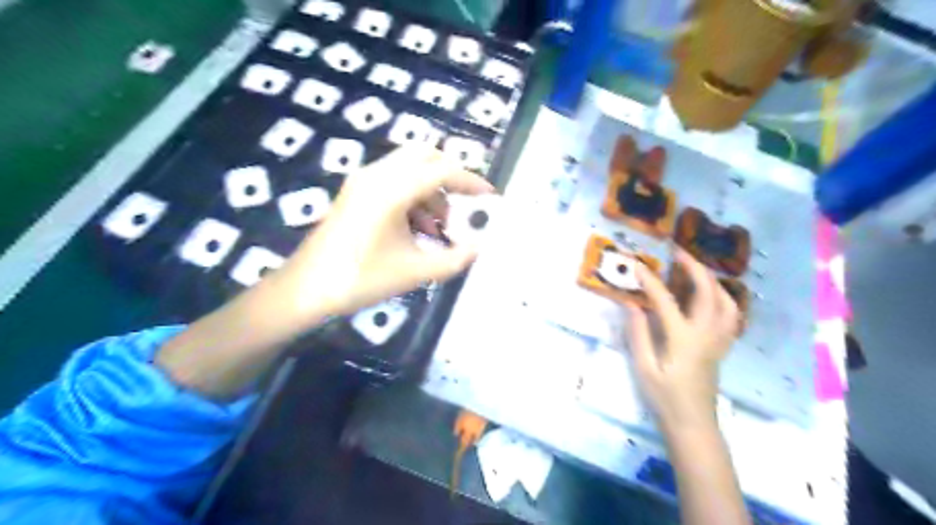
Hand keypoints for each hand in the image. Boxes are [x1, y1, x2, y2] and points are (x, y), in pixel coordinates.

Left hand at [265, 145, 491, 323]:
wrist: (306, 289)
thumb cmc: (360, 279)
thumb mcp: (414, 272)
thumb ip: (454, 259)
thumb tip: (480, 247)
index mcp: (391, 190)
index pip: (441, 171)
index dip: (470, 181)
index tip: (489, 196)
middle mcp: (376, 175)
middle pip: (424, 156)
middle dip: (450, 177)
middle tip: (465, 203)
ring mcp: (363, 181)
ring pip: (409, 169)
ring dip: (431, 192)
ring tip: (440, 230)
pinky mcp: (356, 192)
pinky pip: (394, 182)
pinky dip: (414, 198)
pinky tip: (418, 231)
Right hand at [623, 250, 741, 434]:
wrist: (693, 423)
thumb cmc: (664, 397)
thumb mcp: (644, 367)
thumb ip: (638, 333)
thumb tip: (631, 303)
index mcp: (683, 339)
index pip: (665, 301)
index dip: (649, 280)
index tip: (637, 264)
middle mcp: (706, 334)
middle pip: (707, 292)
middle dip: (693, 268)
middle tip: (677, 252)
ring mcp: (718, 340)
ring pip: (726, 301)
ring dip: (712, 280)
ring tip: (696, 269)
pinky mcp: (721, 346)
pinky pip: (730, 315)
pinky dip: (723, 297)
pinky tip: (711, 295)